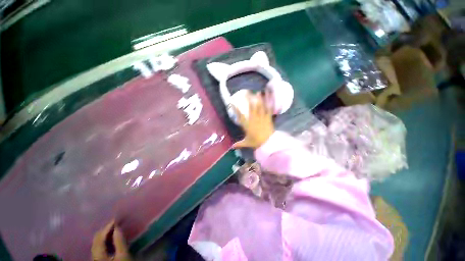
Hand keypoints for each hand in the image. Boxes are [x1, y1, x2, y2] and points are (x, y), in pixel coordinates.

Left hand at [91, 221, 130, 260]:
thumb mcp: (123, 255)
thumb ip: (119, 241)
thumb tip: (117, 228)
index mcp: (98, 254)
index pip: (100, 237)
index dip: (108, 227)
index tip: (116, 219)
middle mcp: (93, 255)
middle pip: (96, 240)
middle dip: (105, 230)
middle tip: (115, 223)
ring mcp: (95, 258)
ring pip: (96, 243)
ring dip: (104, 235)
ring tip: (114, 229)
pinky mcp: (98, 259)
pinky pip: (99, 247)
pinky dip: (104, 240)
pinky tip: (111, 239)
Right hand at [233, 91, 273, 148]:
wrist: (268, 143)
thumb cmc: (256, 142)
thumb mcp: (246, 143)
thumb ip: (239, 144)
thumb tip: (231, 147)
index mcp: (247, 125)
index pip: (240, 115)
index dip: (236, 108)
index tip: (233, 102)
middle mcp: (254, 119)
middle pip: (251, 108)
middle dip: (248, 99)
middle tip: (247, 93)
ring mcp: (261, 118)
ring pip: (260, 107)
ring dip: (259, 99)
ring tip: (258, 92)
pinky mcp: (268, 118)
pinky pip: (268, 110)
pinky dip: (269, 104)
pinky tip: (270, 99)